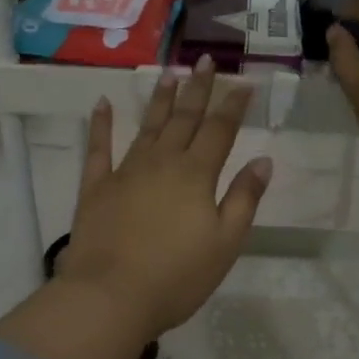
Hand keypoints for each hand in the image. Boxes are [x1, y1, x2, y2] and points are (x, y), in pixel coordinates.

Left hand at [58, 56, 272, 341]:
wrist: (111, 296)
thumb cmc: (177, 277)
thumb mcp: (225, 243)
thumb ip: (243, 199)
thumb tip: (262, 160)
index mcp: (196, 175)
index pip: (219, 131)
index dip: (233, 105)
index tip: (243, 83)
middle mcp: (161, 163)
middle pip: (184, 119)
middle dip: (198, 89)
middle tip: (206, 61)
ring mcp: (125, 172)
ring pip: (147, 127)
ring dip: (160, 100)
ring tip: (169, 74)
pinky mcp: (95, 187)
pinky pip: (97, 148)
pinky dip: (100, 125)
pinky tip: (101, 104)